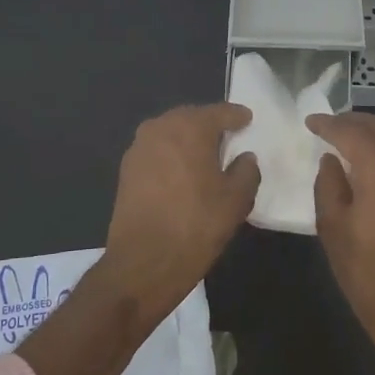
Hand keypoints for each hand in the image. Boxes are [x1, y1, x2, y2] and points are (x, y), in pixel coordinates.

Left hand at [102, 103, 259, 316]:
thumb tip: (245, 157)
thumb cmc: (196, 224)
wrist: (144, 262)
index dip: (236, 116)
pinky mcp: (126, 170)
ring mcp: (139, 148)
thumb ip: (247, 171)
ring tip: (205, 155)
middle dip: (209, 124)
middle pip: (191, 118)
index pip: (219, 112)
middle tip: (227, 136)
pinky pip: (156, 152)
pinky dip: (171, 156)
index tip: (248, 119)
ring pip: (170, 133)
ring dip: (187, 139)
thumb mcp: (236, 199)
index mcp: (190, 127)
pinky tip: (182, 172)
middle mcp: (160, 128)